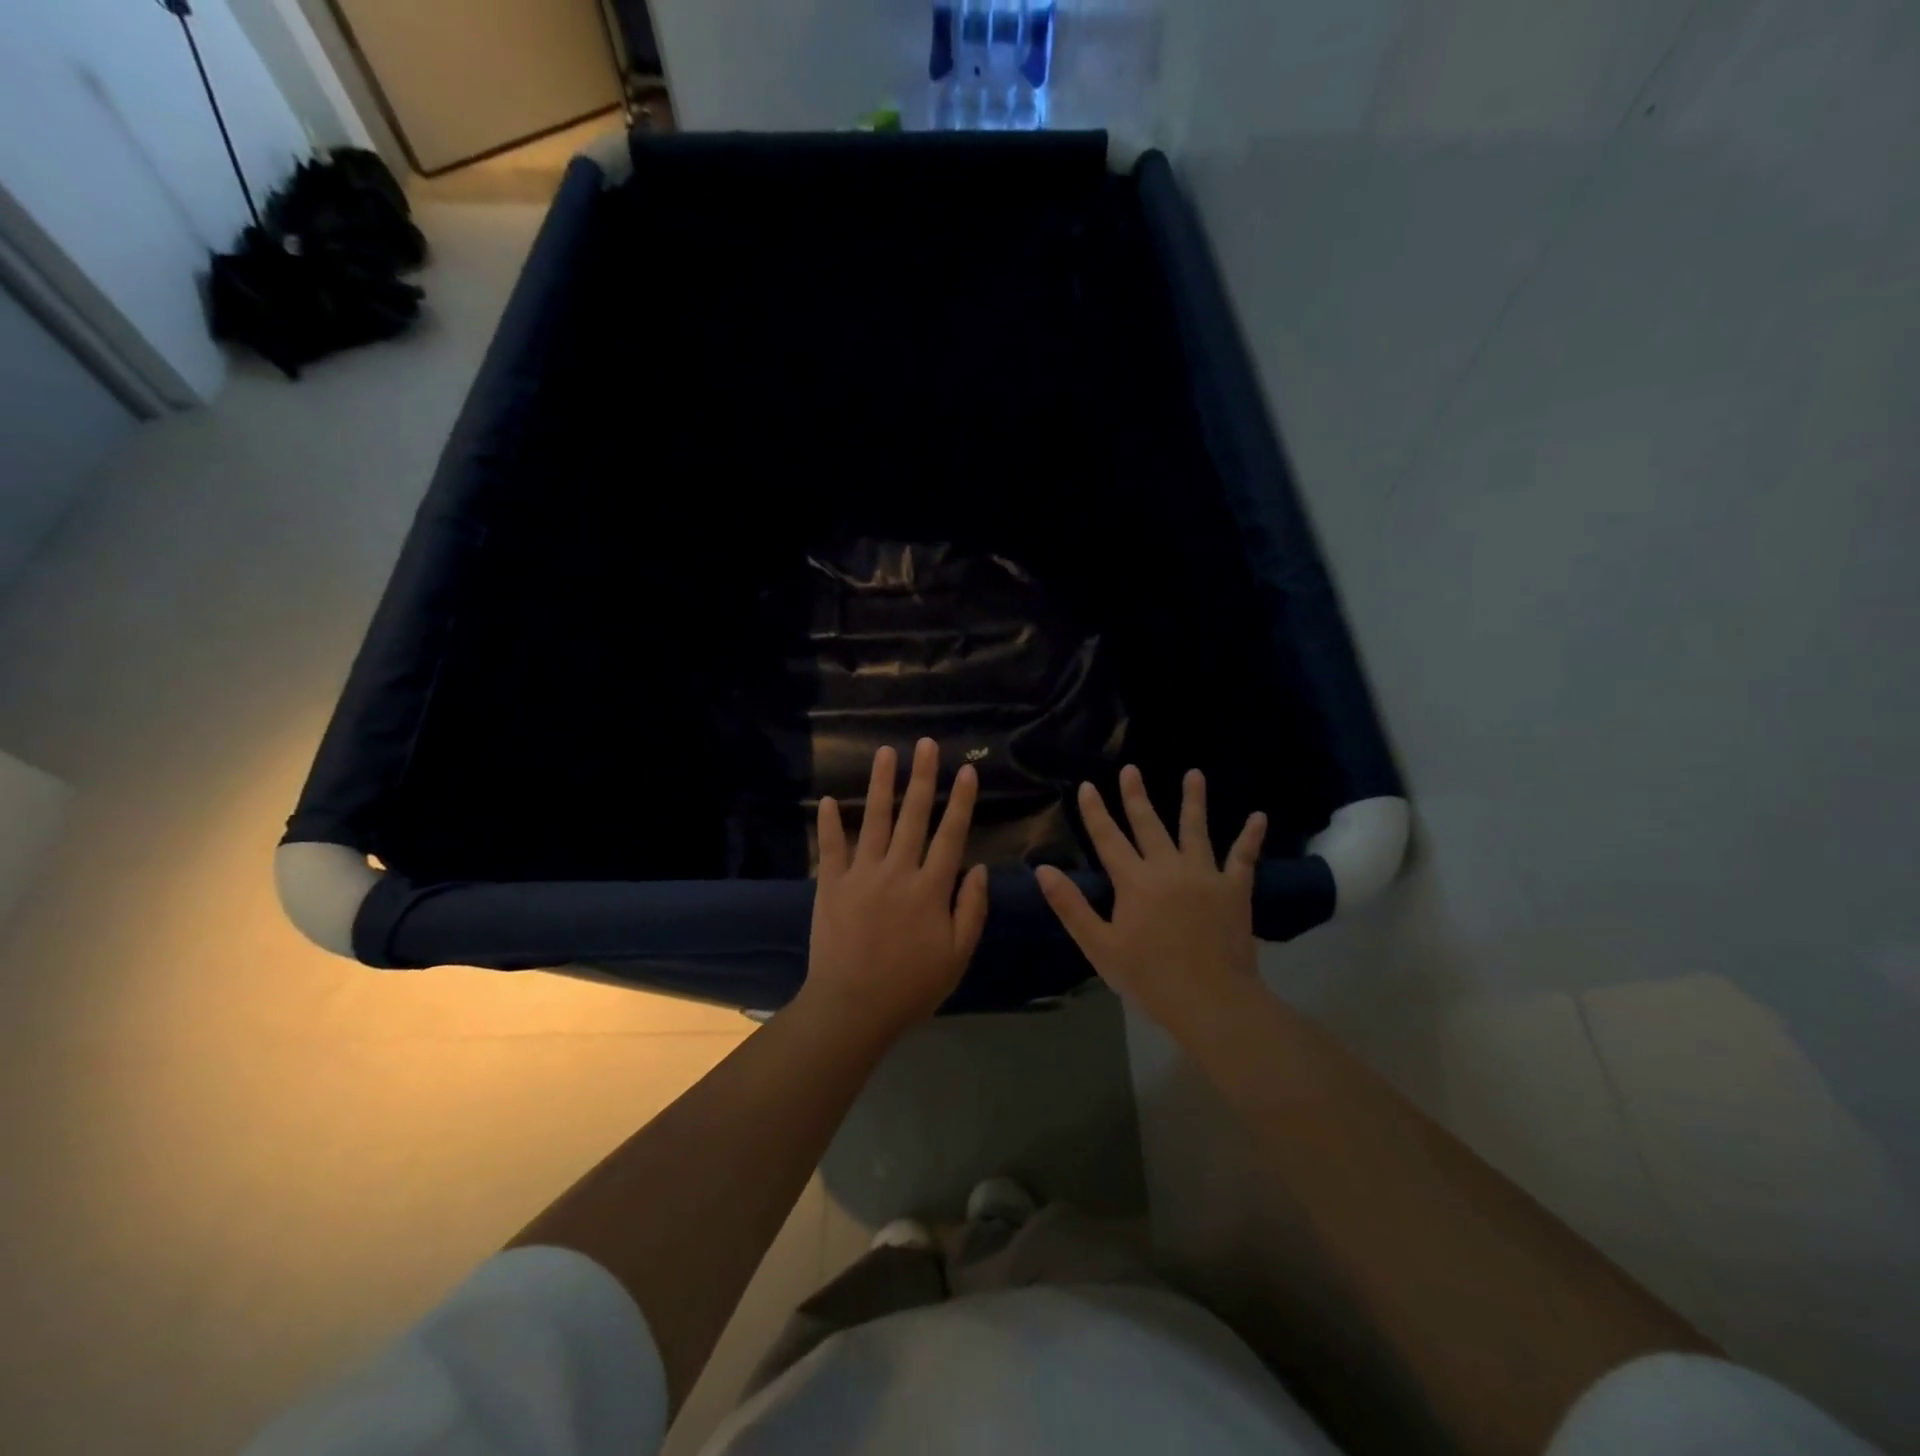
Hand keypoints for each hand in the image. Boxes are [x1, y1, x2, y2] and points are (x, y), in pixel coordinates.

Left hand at [798, 739, 988, 1037]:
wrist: (851, 1007)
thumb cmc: (911, 987)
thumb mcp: (956, 956)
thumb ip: (972, 910)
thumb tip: (981, 868)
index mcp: (931, 888)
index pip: (951, 834)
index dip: (961, 801)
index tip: (967, 770)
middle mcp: (898, 871)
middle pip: (913, 816)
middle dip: (922, 777)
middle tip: (926, 744)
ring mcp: (861, 875)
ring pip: (874, 820)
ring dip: (881, 784)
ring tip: (885, 752)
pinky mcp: (831, 885)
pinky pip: (831, 847)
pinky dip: (829, 823)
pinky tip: (828, 800)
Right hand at [1037, 765, 1265, 1031]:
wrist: (1210, 1000)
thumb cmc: (1149, 977)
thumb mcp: (1100, 946)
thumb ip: (1071, 906)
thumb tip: (1044, 870)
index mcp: (1134, 881)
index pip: (1108, 838)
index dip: (1095, 812)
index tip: (1087, 786)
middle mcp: (1168, 868)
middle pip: (1149, 824)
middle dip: (1136, 795)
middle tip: (1131, 769)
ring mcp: (1205, 875)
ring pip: (1196, 829)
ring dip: (1194, 800)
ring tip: (1194, 773)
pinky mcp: (1235, 890)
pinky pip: (1244, 857)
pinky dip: (1251, 836)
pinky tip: (1259, 816)